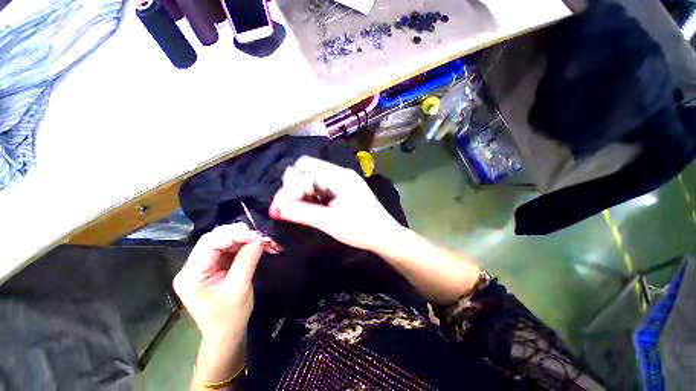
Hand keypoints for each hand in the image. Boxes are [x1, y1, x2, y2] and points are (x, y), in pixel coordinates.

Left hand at [173, 223, 263, 341]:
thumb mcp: (239, 288)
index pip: (210, 244)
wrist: (225, 333)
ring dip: (241, 238)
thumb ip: (247, 260)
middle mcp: (191, 267)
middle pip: (213, 239)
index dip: (234, 235)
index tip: (257, 235)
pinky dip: (242, 244)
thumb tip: (260, 238)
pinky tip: (253, 245)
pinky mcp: (212, 266)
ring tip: (259, 240)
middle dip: (238, 234)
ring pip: (221, 241)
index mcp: (191, 275)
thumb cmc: (229, 317)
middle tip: (259, 236)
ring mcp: (201, 266)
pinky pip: (226, 248)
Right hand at [269, 156, 401, 251]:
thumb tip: (275, 209)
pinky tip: (311, 207)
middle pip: (307, 168)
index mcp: (338, 176)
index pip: (304, 169)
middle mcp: (339, 173)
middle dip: (294, 186)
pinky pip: (321, 185)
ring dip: (302, 191)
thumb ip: (301, 213)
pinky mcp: (343, 189)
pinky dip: (312, 194)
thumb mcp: (329, 222)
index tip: (281, 209)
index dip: (289, 188)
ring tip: (299, 210)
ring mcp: (342, 180)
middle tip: (290, 208)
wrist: (384, 236)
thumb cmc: (360, 229)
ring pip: (313, 177)